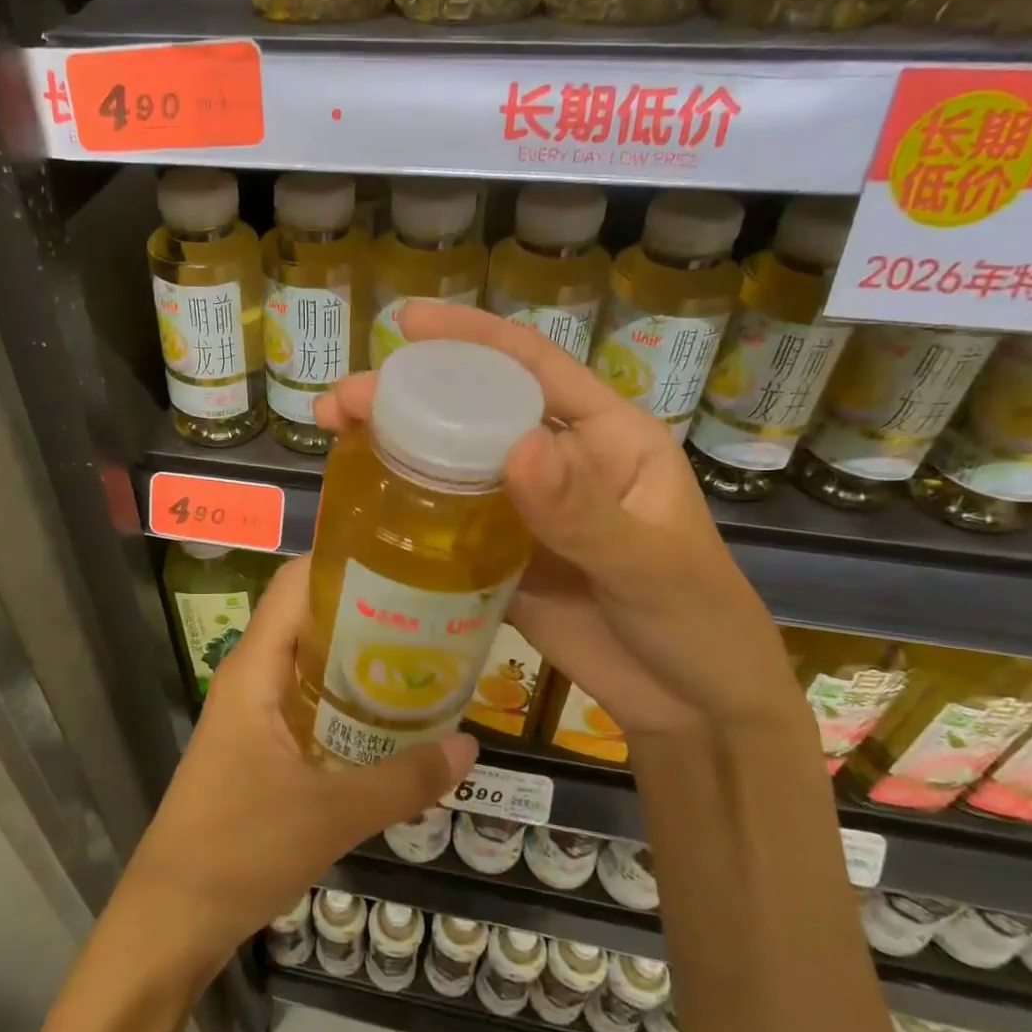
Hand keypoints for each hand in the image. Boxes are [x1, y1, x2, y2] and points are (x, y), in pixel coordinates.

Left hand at [120, 557, 476, 976]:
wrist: (171, 919)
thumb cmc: (239, 850)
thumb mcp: (331, 815)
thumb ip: (403, 780)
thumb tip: (470, 747)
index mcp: (254, 670)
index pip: (294, 585)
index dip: (342, 561)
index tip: (403, 559)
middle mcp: (250, 678)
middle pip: (307, 618)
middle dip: (365, 608)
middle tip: (433, 610)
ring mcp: (252, 713)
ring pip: (309, 662)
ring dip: (358, 656)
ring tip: (424, 653)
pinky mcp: (258, 746)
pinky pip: (307, 701)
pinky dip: (346, 698)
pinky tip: (390, 716)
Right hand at [315, 303, 796, 738]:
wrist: (691, 708)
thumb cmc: (696, 622)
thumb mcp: (650, 564)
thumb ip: (584, 512)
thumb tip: (517, 447)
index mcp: (605, 437)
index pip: (533, 367)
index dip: (471, 336)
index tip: (406, 322)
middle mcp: (558, 461)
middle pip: (475, 413)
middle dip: (408, 396)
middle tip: (343, 401)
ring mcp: (524, 510)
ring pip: (452, 463)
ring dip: (396, 446)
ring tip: (335, 436)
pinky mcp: (499, 556)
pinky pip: (447, 521)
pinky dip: (407, 507)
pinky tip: (362, 500)